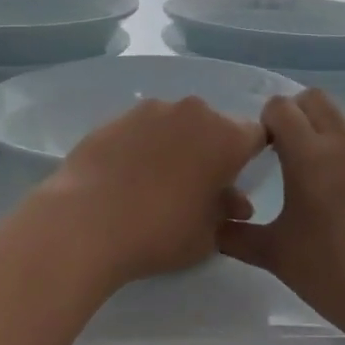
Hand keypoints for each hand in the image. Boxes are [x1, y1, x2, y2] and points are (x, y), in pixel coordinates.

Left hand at [37, 97, 264, 290]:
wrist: (88, 219)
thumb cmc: (161, 231)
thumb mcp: (207, 234)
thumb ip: (226, 211)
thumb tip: (235, 201)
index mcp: (227, 137)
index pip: (256, 135)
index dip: (250, 155)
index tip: (237, 178)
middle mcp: (194, 112)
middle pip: (215, 125)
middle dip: (212, 150)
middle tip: (198, 185)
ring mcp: (152, 110)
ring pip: (177, 123)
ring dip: (177, 144)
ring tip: (158, 181)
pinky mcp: (117, 116)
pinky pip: (144, 128)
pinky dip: (144, 145)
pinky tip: (129, 174)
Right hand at [219, 90, 344, 342]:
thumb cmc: (331, 272)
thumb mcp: (275, 255)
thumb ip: (236, 235)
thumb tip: (213, 226)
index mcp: (310, 154)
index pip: (281, 106)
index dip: (263, 122)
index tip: (257, 152)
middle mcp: (341, 144)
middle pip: (313, 98)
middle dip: (291, 113)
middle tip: (277, 150)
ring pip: (337, 117)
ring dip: (315, 128)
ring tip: (302, 170)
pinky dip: (336, 148)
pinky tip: (329, 190)